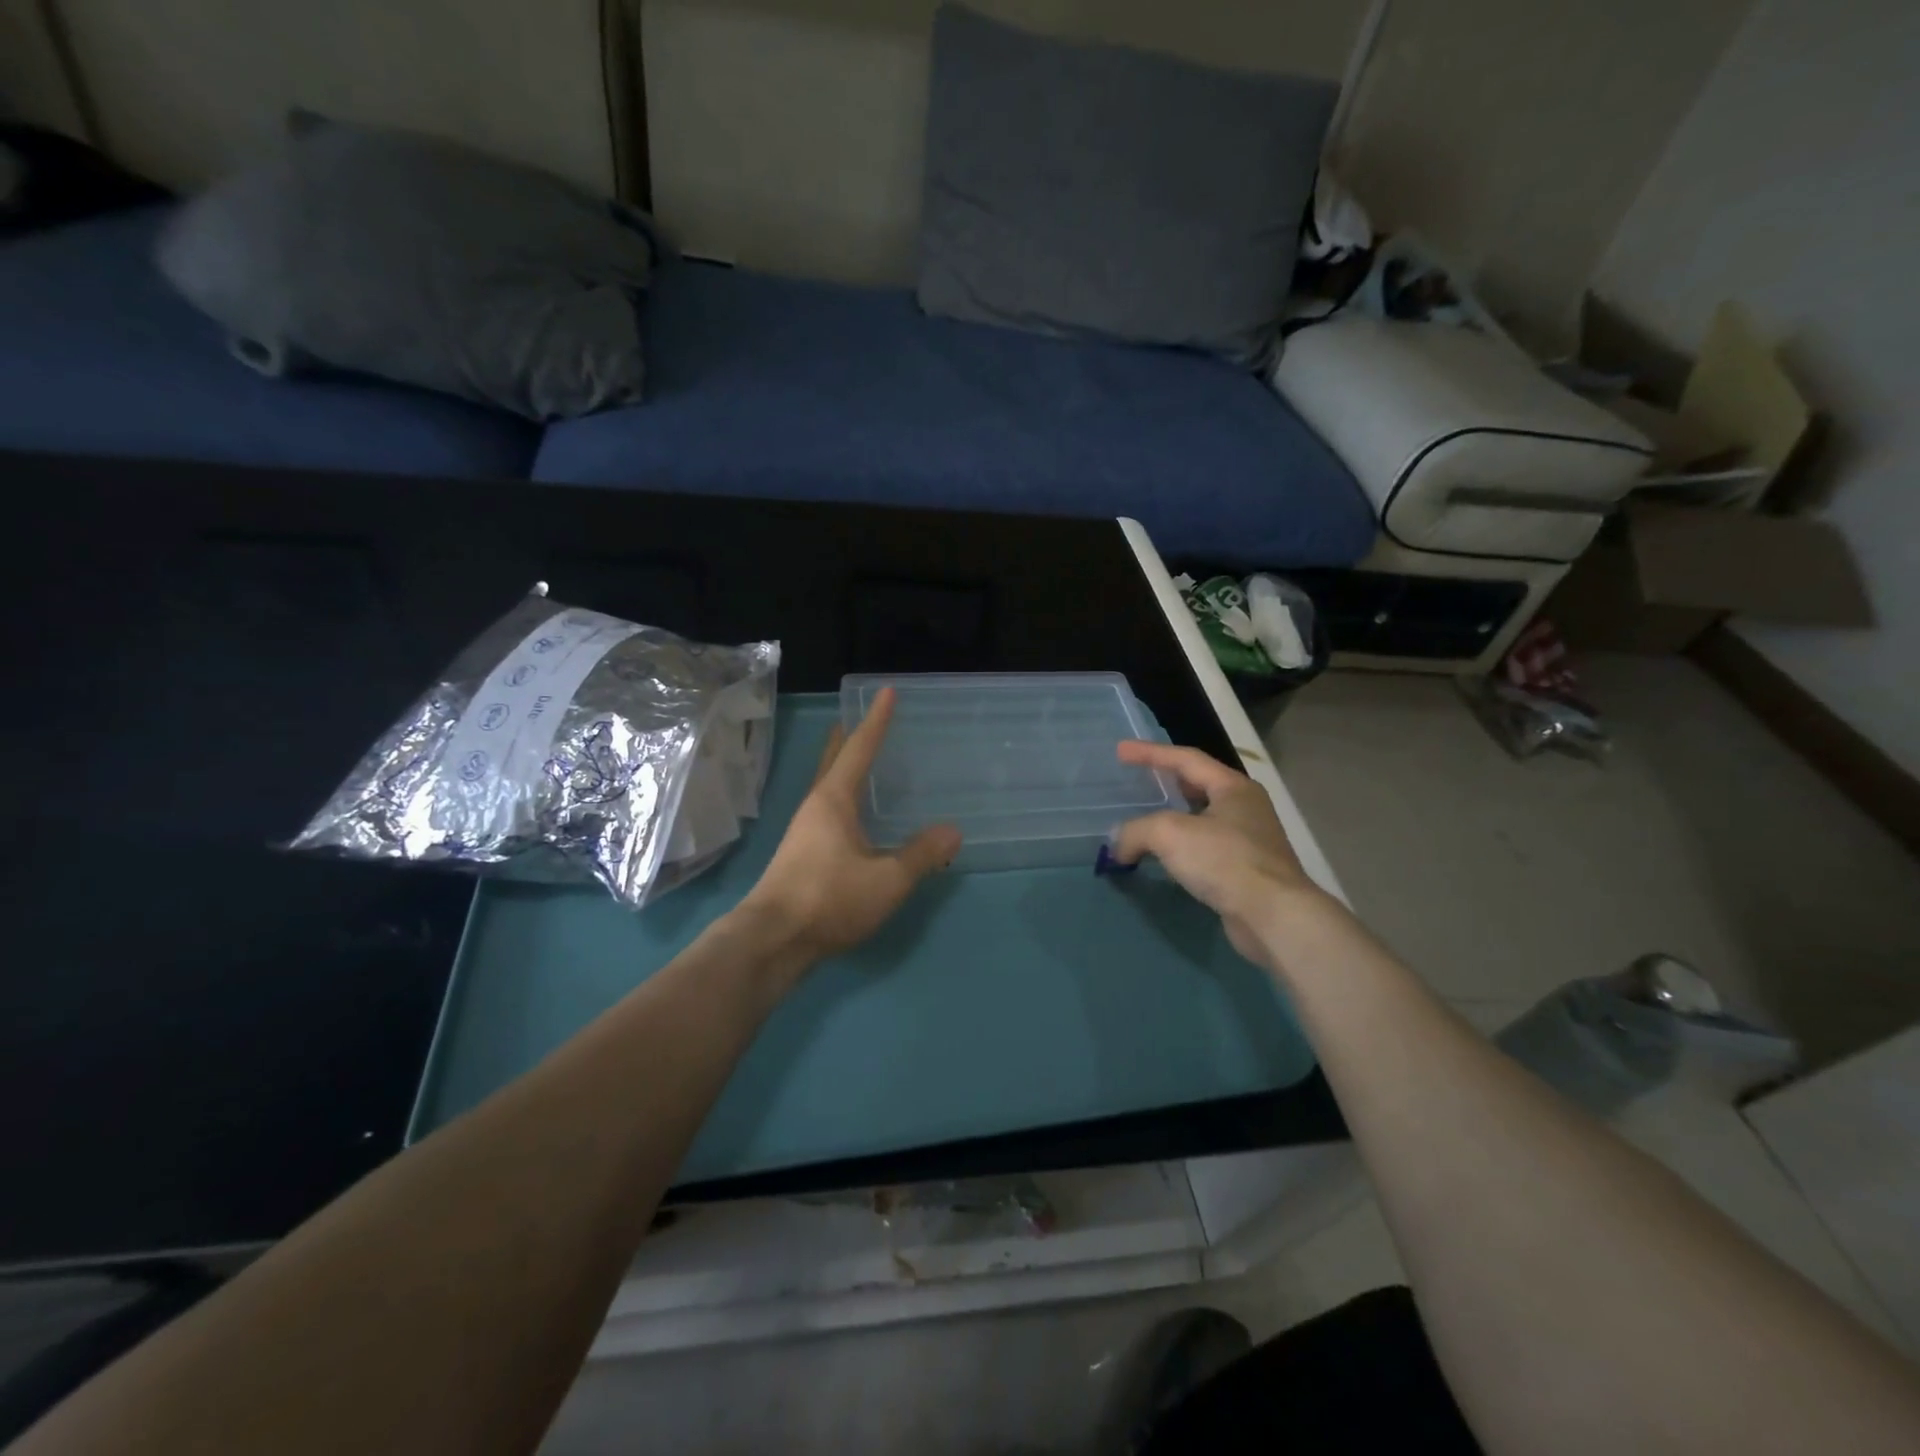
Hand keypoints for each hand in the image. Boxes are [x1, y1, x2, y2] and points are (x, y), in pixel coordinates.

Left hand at [741, 686, 961, 965]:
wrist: (773, 939)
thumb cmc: (830, 899)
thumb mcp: (887, 879)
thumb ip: (921, 855)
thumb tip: (952, 831)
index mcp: (833, 801)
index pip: (859, 749)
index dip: (876, 721)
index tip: (887, 692)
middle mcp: (815, 808)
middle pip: (832, 762)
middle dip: (847, 739)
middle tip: (859, 720)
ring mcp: (804, 832)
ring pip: (827, 788)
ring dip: (842, 769)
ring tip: (859, 762)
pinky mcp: (801, 856)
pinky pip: (827, 812)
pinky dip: (843, 798)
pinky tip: (853, 819)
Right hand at [1110, 742, 1330, 972]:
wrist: (1273, 916)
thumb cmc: (1224, 860)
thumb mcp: (1169, 833)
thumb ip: (1135, 831)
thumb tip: (1117, 845)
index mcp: (1233, 787)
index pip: (1186, 759)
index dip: (1150, 753)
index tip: (1121, 750)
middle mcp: (1245, 808)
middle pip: (1198, 786)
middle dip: (1166, 782)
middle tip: (1137, 781)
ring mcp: (1249, 841)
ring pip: (1201, 820)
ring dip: (1172, 818)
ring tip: (1145, 820)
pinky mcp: (1246, 872)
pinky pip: (1205, 849)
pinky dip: (1180, 848)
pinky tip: (1164, 858)